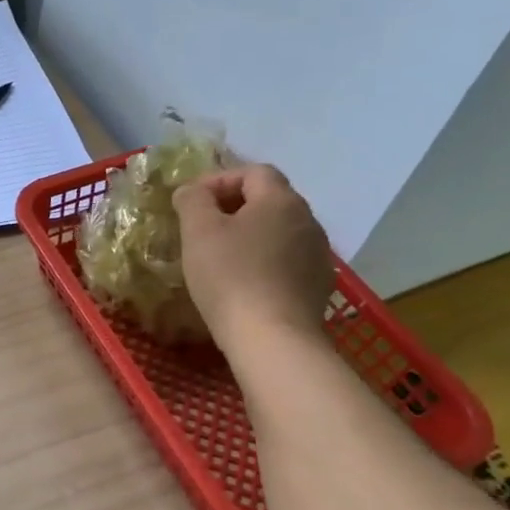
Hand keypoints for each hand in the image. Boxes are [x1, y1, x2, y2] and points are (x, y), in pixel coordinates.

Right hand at [173, 165, 334, 346]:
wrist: (272, 338)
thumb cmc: (230, 275)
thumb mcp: (198, 230)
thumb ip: (193, 200)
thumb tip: (192, 191)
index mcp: (281, 200)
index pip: (253, 172)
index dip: (219, 180)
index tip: (191, 202)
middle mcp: (308, 220)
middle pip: (269, 199)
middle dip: (234, 206)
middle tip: (201, 227)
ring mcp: (318, 254)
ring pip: (279, 230)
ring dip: (250, 234)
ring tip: (221, 255)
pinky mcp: (318, 284)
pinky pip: (287, 259)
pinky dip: (264, 259)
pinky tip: (244, 281)